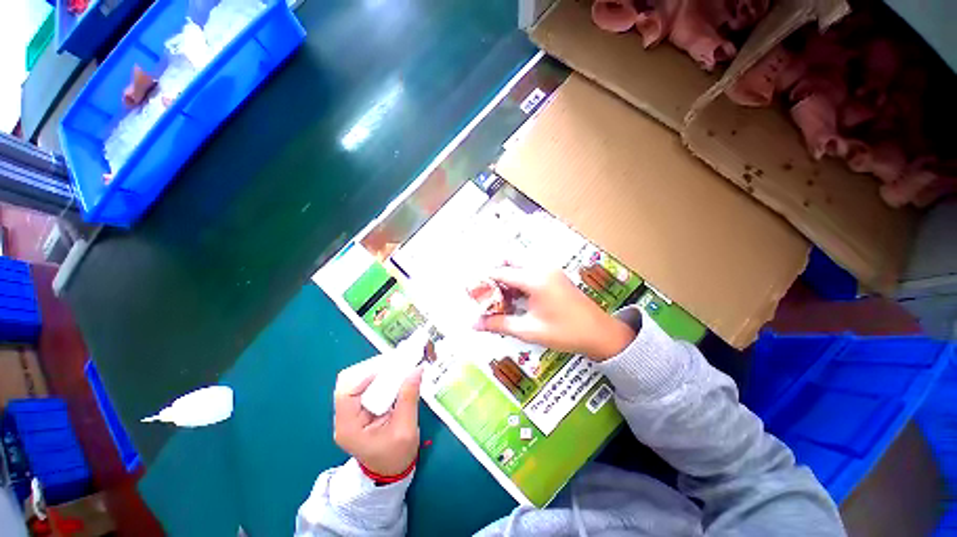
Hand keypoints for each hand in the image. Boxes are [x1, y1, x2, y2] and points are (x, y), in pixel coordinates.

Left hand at [333, 358, 423, 476]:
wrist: (392, 470)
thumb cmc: (396, 455)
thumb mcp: (406, 428)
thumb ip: (408, 397)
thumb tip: (416, 370)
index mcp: (349, 427)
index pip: (347, 392)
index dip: (365, 377)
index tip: (389, 370)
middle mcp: (344, 418)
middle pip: (350, 383)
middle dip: (373, 372)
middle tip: (395, 367)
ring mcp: (351, 413)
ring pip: (358, 382)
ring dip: (377, 374)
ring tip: (396, 371)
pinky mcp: (360, 410)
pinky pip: (366, 387)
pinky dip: (379, 380)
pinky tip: (393, 379)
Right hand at [475, 266, 634, 360]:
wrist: (600, 333)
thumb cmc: (565, 332)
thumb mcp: (529, 330)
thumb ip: (499, 324)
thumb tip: (474, 324)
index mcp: (534, 279)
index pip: (500, 272)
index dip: (484, 280)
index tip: (472, 290)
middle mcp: (541, 268)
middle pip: (509, 261)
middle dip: (495, 274)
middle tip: (486, 293)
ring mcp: (549, 269)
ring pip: (519, 265)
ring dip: (507, 277)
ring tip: (499, 297)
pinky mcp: (554, 274)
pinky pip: (529, 270)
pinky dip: (518, 279)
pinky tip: (516, 297)